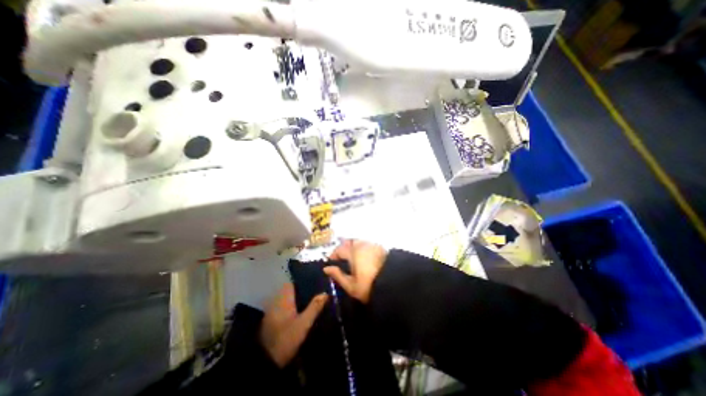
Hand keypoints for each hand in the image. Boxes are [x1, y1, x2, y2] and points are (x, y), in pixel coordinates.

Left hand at [259, 283, 328, 366]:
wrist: (265, 363)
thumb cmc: (286, 339)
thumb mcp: (303, 324)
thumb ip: (314, 307)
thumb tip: (325, 293)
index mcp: (283, 299)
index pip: (291, 284)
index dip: (301, 283)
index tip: (312, 285)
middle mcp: (276, 302)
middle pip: (288, 291)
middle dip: (300, 292)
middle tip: (313, 295)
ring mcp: (271, 312)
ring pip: (285, 300)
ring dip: (294, 301)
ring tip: (308, 304)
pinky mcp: (269, 321)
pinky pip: (281, 309)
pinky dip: (289, 309)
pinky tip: (297, 315)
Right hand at [324, 239, 388, 302]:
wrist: (394, 285)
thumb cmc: (369, 286)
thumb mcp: (351, 286)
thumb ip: (337, 275)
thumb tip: (326, 268)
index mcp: (353, 252)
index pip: (339, 249)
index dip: (333, 255)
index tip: (331, 262)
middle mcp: (362, 245)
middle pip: (349, 242)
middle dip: (343, 248)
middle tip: (341, 259)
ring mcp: (372, 245)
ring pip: (358, 242)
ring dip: (352, 247)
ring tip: (351, 259)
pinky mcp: (380, 247)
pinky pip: (367, 244)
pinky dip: (361, 248)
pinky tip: (363, 258)